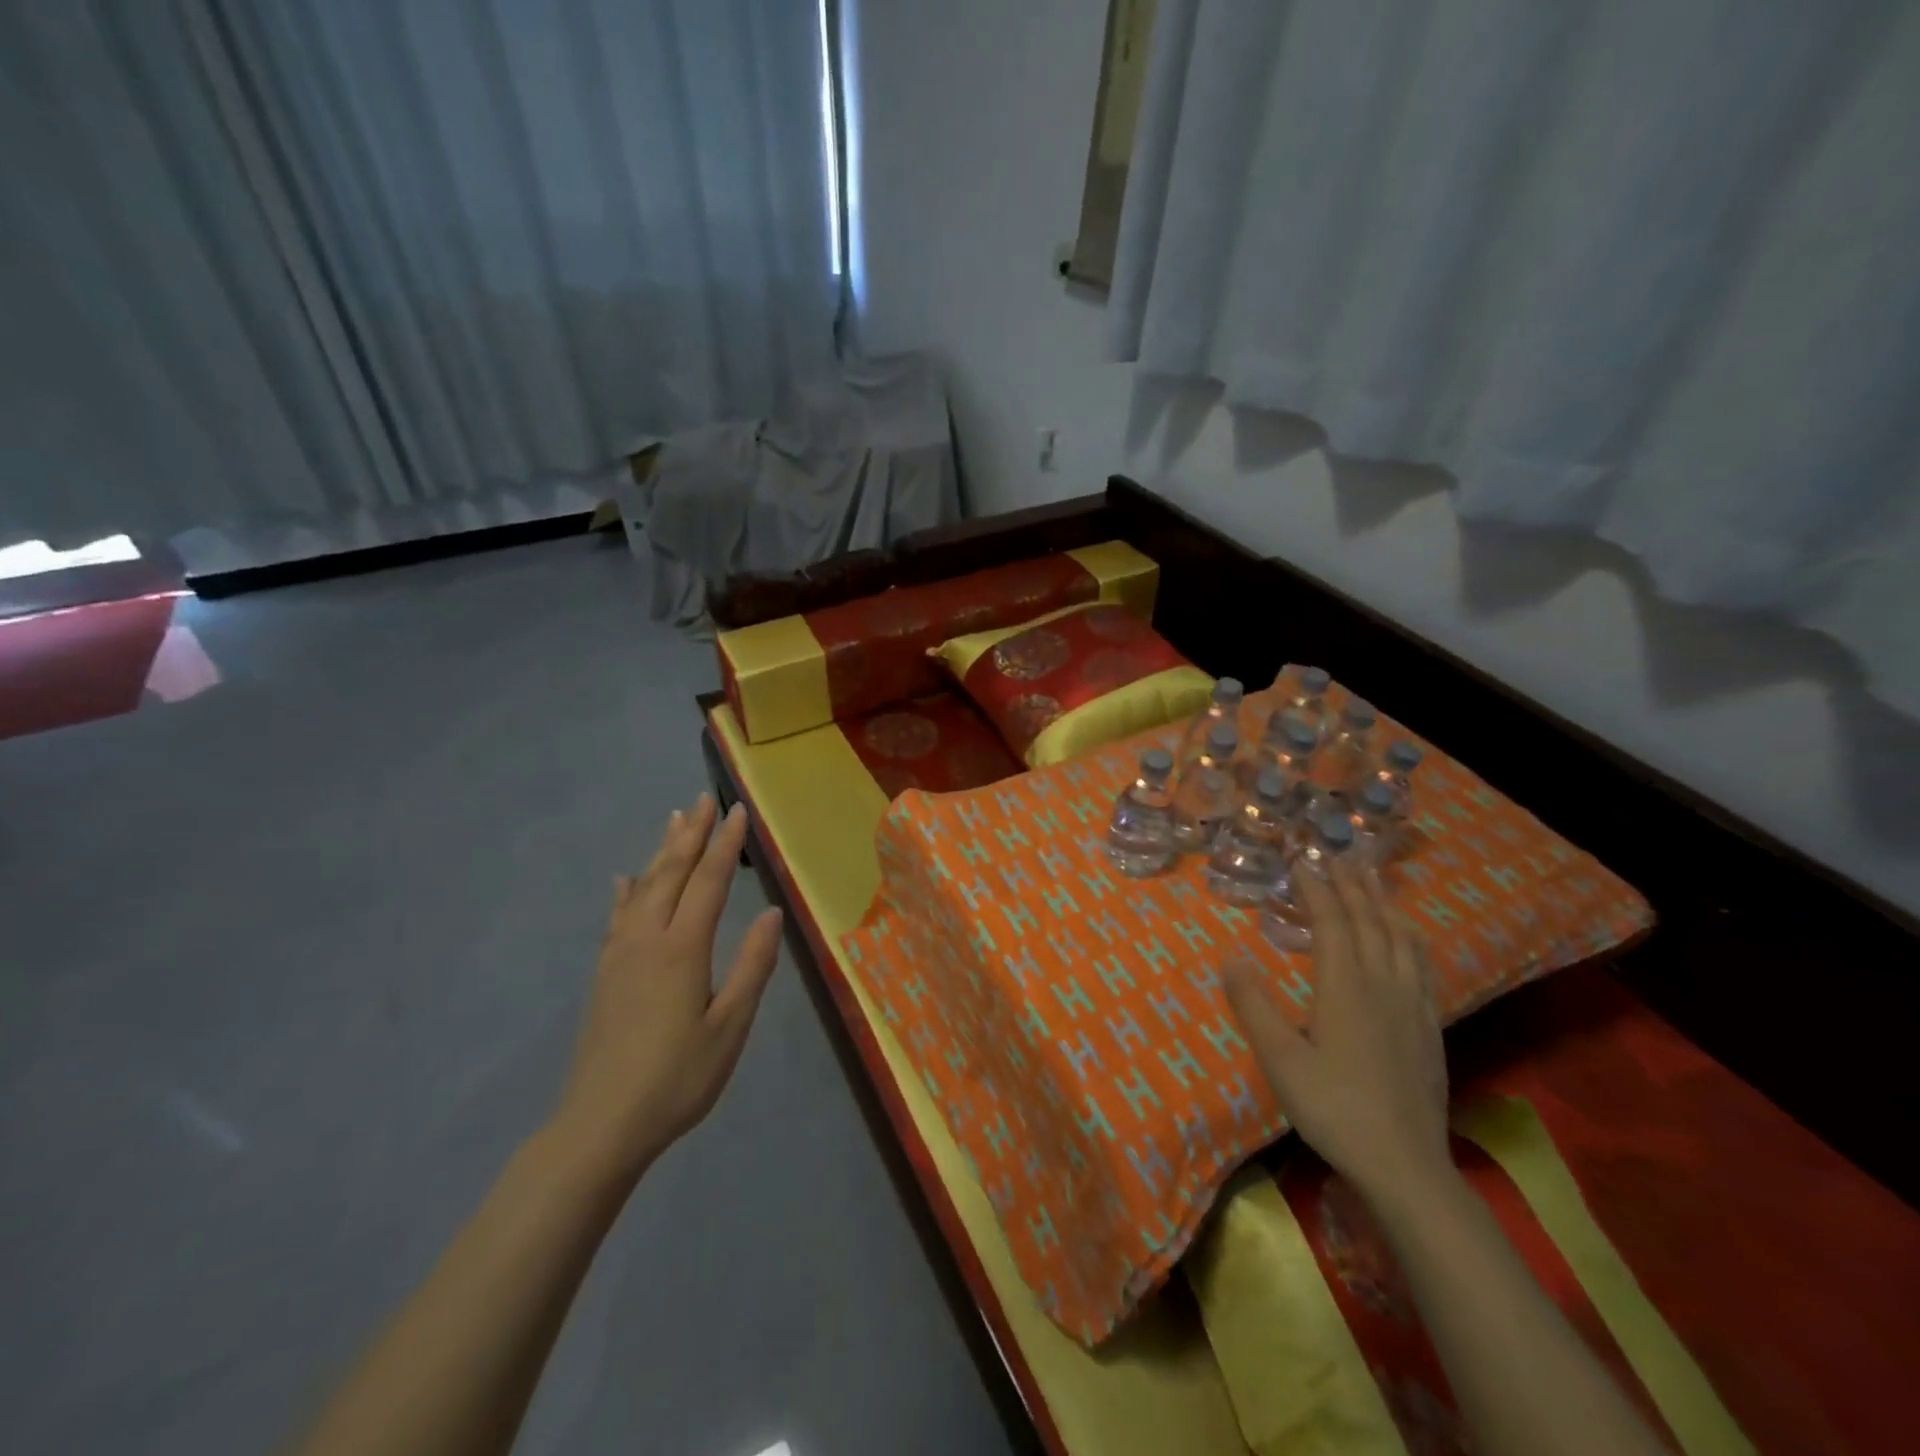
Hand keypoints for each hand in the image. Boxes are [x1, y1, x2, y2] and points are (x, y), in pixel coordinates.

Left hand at [548, 795, 782, 1184]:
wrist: (601, 1124)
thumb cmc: (678, 1078)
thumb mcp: (729, 1027)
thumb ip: (752, 966)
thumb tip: (771, 913)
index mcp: (682, 949)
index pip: (708, 882)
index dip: (725, 845)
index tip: (739, 811)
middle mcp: (648, 938)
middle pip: (671, 873)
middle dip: (691, 834)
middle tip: (705, 799)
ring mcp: (620, 954)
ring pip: (643, 887)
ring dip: (661, 851)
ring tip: (673, 820)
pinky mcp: (605, 973)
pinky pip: (617, 916)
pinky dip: (626, 890)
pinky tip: (625, 880)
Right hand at [1223, 862, 1450, 1206]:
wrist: (1405, 1164)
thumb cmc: (1333, 1107)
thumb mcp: (1279, 1059)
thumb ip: (1253, 1005)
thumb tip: (1230, 957)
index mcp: (1344, 986)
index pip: (1332, 922)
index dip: (1317, 888)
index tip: (1303, 861)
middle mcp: (1382, 984)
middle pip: (1370, 921)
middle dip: (1353, 885)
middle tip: (1340, 856)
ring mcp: (1412, 1004)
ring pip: (1400, 938)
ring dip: (1384, 903)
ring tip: (1375, 879)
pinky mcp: (1429, 1026)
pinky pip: (1422, 965)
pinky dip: (1410, 937)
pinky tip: (1409, 936)